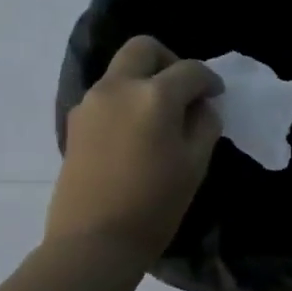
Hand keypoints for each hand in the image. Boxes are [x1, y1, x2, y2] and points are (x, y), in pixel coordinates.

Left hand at [50, 36, 222, 259]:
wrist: (93, 241)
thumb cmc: (154, 205)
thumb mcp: (195, 165)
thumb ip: (204, 125)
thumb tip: (202, 106)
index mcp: (154, 96)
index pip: (190, 70)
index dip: (209, 80)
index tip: (216, 96)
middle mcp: (118, 87)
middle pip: (144, 48)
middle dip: (169, 61)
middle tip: (183, 91)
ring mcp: (91, 103)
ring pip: (121, 70)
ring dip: (144, 80)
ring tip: (160, 116)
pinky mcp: (75, 122)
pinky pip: (106, 94)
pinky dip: (125, 99)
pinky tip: (136, 133)